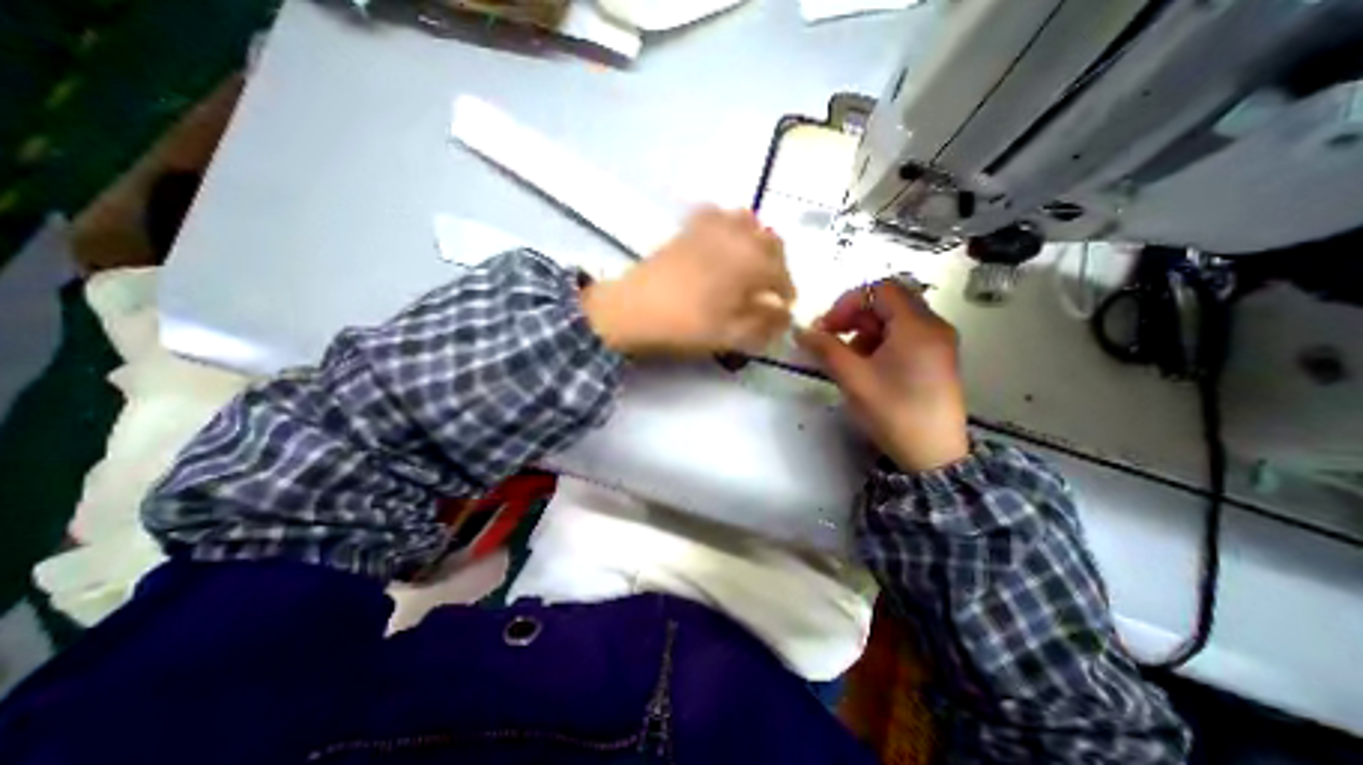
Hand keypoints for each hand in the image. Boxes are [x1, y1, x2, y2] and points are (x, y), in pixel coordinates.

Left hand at [577, 206, 794, 354]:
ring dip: (758, 241)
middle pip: (771, 242)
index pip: (781, 274)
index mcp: (750, 264)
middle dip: (778, 264)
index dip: (787, 292)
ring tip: (752, 263)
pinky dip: (728, 225)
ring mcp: (709, 229)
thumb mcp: (729, 335)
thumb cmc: (684, 325)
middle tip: (771, 288)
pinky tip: (722, 242)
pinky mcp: (687, 229)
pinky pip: (716, 214)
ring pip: (748, 221)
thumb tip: (785, 316)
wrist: (632, 310)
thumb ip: (763, 325)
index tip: (784, 308)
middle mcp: (735, 238)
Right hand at [801, 276, 967, 471]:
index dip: (848, 303)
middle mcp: (933, 327)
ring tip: (847, 356)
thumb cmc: (893, 412)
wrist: (932, 455)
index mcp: (917, 326)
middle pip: (888, 303)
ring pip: (895, 320)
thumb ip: (825, 348)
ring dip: (864, 330)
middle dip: (854, 317)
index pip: (880, 290)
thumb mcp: (853, 378)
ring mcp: (938, 343)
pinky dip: (879, 342)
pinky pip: (904, 336)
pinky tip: (866, 365)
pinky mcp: (936, 359)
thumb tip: (800, 330)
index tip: (825, 327)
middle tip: (830, 339)